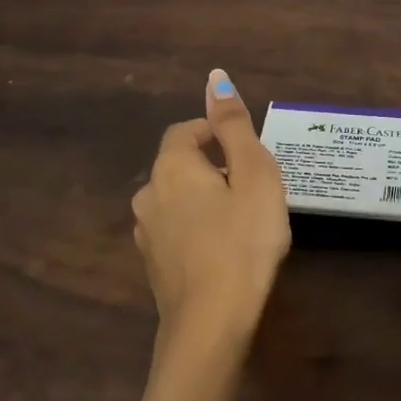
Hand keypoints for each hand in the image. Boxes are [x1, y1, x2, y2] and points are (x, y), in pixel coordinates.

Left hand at [130, 70, 289, 400]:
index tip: (244, 150)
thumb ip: (235, 127)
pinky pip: (176, 232)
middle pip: (179, 167)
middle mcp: (148, 194)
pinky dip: (196, 230)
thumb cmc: (243, 241)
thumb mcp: (253, 176)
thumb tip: (215, 78)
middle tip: (252, 188)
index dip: (213, 133)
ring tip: (241, 221)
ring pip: (176, 201)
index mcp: (171, 168)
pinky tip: (222, 250)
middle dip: (212, 168)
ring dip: (203, 201)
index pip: (185, 132)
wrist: (211, 322)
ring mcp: (146, 233)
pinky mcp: (153, 266)